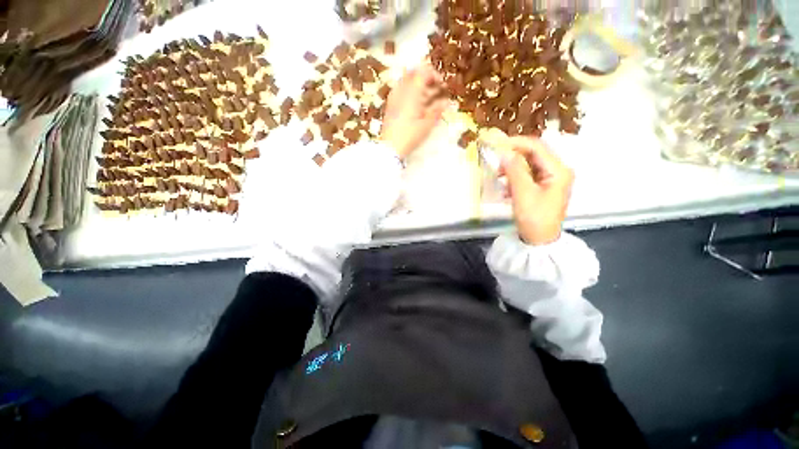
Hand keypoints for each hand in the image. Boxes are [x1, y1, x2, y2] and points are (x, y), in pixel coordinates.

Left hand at [380, 63, 448, 158]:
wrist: (390, 147)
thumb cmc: (409, 137)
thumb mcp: (426, 126)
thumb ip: (436, 111)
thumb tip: (446, 102)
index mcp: (411, 93)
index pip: (423, 72)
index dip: (435, 75)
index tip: (442, 86)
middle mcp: (401, 91)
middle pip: (413, 73)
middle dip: (426, 77)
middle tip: (435, 89)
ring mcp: (393, 97)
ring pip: (406, 81)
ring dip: (418, 84)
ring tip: (427, 97)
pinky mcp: (390, 105)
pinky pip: (400, 90)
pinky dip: (409, 91)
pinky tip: (415, 103)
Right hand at [500, 136, 573, 245]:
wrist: (540, 240)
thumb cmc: (534, 217)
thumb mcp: (522, 193)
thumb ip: (514, 170)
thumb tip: (504, 152)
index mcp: (558, 170)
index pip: (537, 147)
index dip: (517, 143)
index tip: (497, 144)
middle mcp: (558, 171)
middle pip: (534, 154)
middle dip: (513, 156)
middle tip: (496, 163)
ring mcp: (551, 179)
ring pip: (529, 165)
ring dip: (512, 168)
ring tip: (499, 177)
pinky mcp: (543, 187)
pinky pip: (528, 176)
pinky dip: (515, 178)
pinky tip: (505, 189)